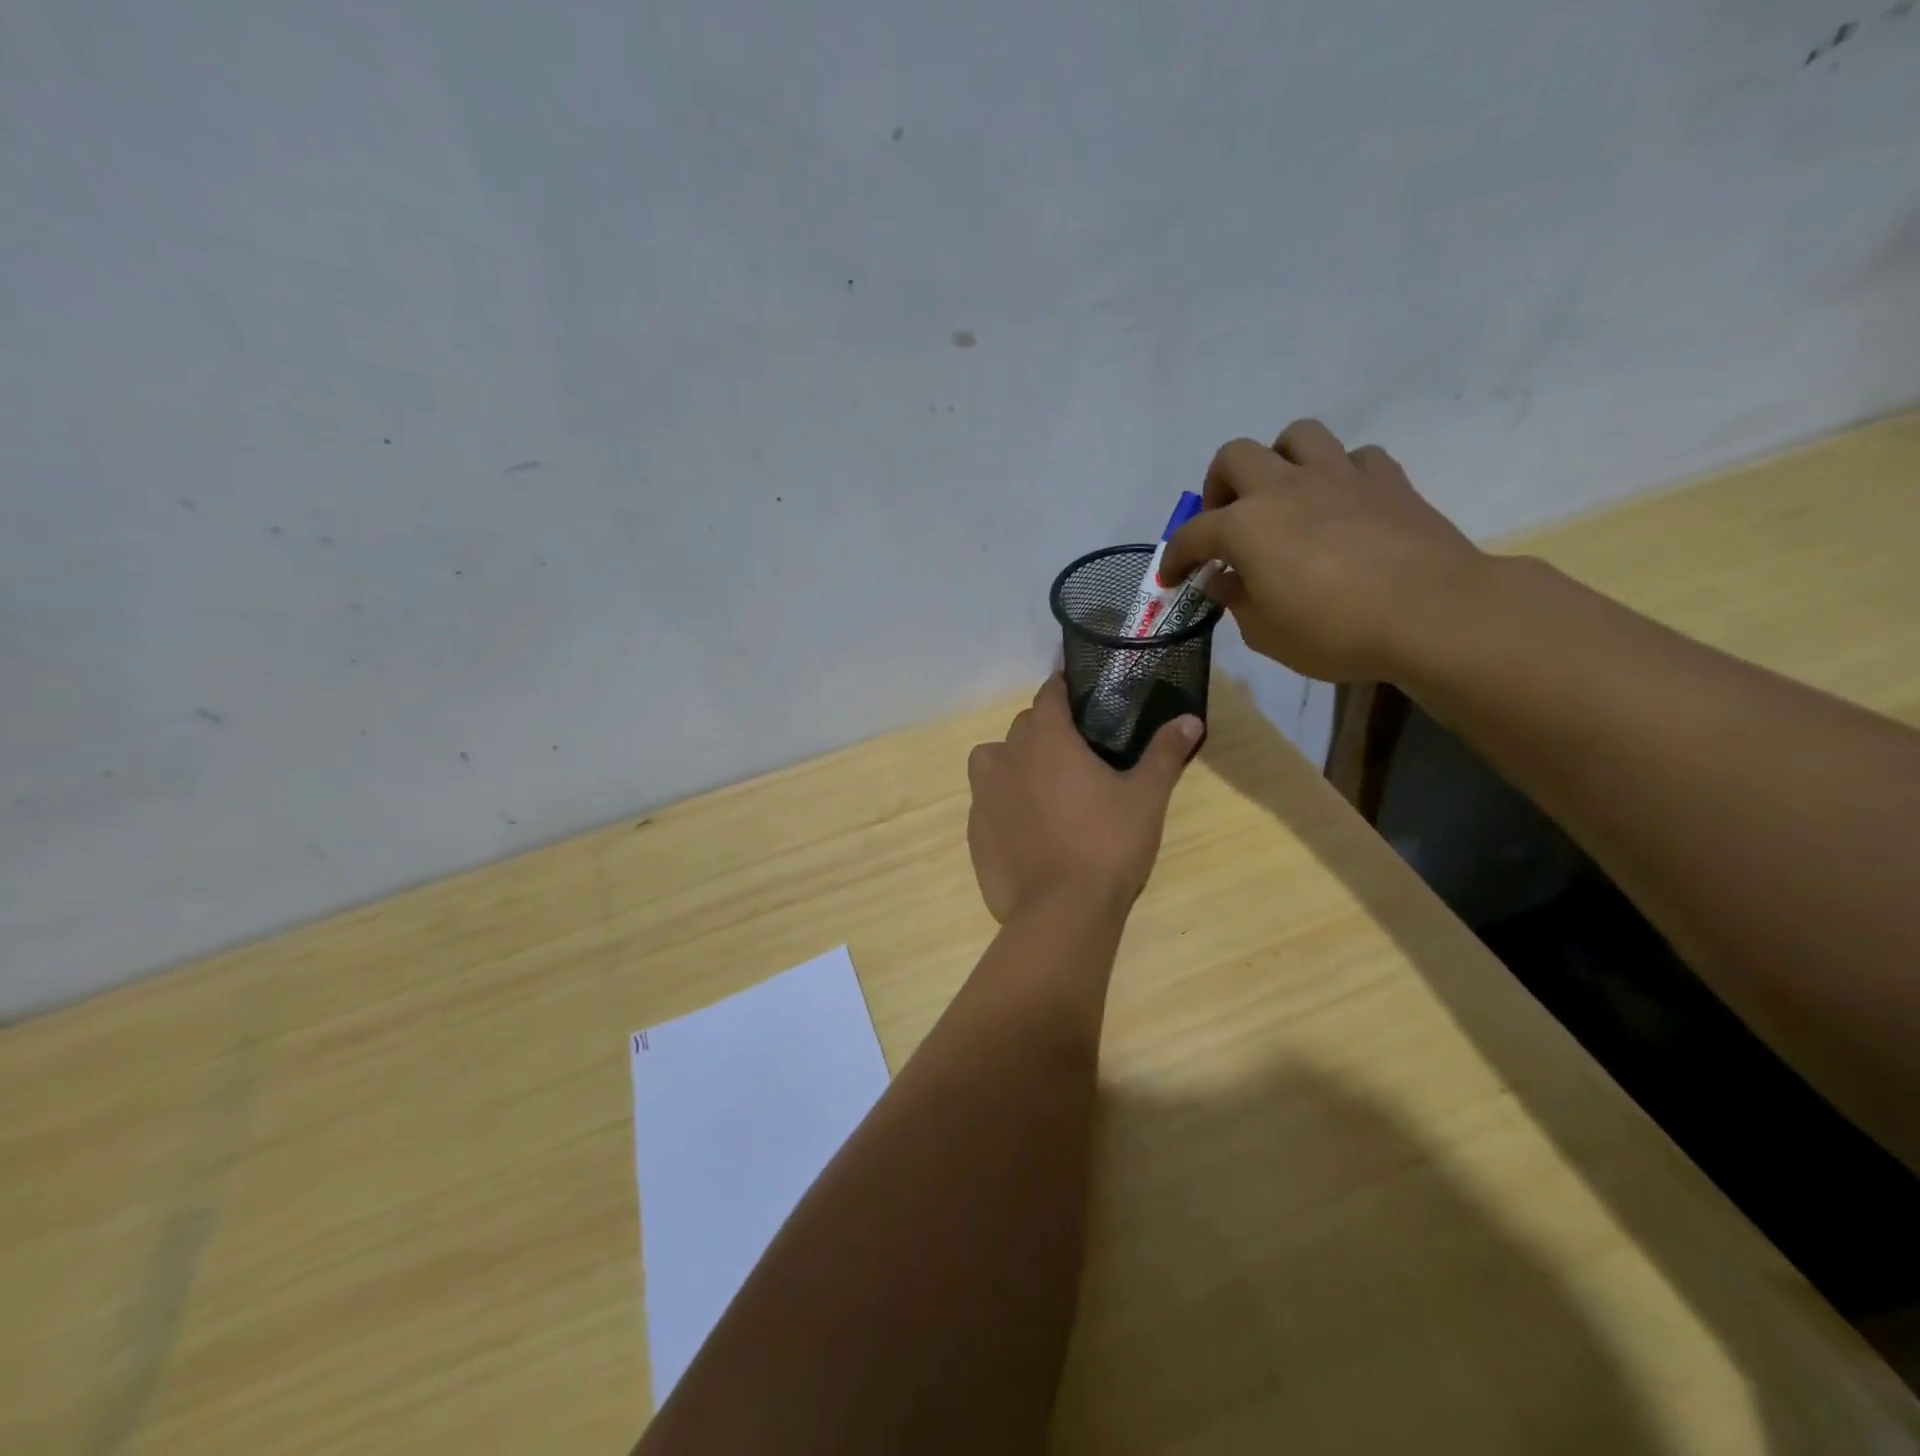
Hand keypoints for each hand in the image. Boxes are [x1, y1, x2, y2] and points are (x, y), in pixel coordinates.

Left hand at [966, 675, 1201, 923]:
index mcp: (1048, 740)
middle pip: (1022, 726)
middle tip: (1073, 749)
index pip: (1048, 694)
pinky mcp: (974, 830)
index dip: (1062, 688)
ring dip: (1011, 760)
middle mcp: (1008, 758)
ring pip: (991, 759)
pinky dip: (1001, 801)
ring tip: (1039, 783)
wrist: (1061, 911)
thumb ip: (1165, 754)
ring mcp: (985, 795)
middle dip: (1043, 727)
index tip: (1077, 694)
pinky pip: (984, 800)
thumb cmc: (1108, 845)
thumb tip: (1191, 718)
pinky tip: (1024, 825)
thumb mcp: (1146, 798)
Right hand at [1158, 420, 1486, 681]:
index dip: (1175, 557)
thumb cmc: (1336, 632)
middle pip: (1234, 456)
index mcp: (1247, 526)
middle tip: (1225, 521)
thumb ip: (1236, 599)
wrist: (1432, 613)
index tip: (1172, 578)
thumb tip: (1221, 577)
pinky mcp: (1387, 479)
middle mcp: (1285, 487)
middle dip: (1218, 486)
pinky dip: (1339, 476)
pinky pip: (1354, 459)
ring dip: (1279, 461)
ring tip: (1283, 496)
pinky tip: (1342, 505)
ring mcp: (1339, 475)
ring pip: (1297, 436)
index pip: (1193, 534)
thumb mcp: (1266, 633)